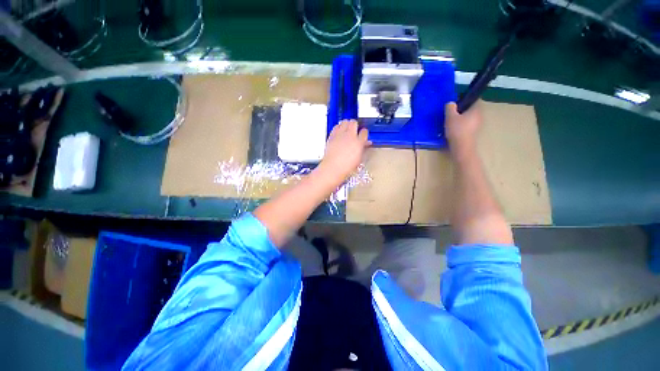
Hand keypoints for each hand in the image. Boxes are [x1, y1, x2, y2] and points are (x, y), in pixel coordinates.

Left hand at [318, 119, 370, 184]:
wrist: (333, 168)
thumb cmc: (345, 166)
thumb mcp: (359, 158)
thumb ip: (363, 148)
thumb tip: (365, 144)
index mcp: (359, 142)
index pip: (364, 132)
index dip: (364, 133)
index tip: (363, 134)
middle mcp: (349, 136)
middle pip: (354, 123)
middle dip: (355, 125)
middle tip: (355, 129)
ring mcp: (340, 135)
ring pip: (345, 122)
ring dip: (347, 124)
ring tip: (347, 128)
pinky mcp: (332, 136)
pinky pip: (336, 127)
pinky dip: (338, 127)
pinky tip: (339, 131)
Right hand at [445, 101, 482, 156]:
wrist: (462, 147)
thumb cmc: (457, 130)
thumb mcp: (450, 117)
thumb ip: (450, 108)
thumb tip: (450, 103)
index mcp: (476, 109)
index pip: (474, 99)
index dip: (466, 99)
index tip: (457, 102)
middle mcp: (480, 116)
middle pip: (471, 109)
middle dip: (462, 110)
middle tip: (452, 112)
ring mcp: (478, 125)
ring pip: (469, 118)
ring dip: (461, 119)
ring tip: (451, 122)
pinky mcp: (473, 133)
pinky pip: (467, 126)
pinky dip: (461, 126)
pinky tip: (453, 130)